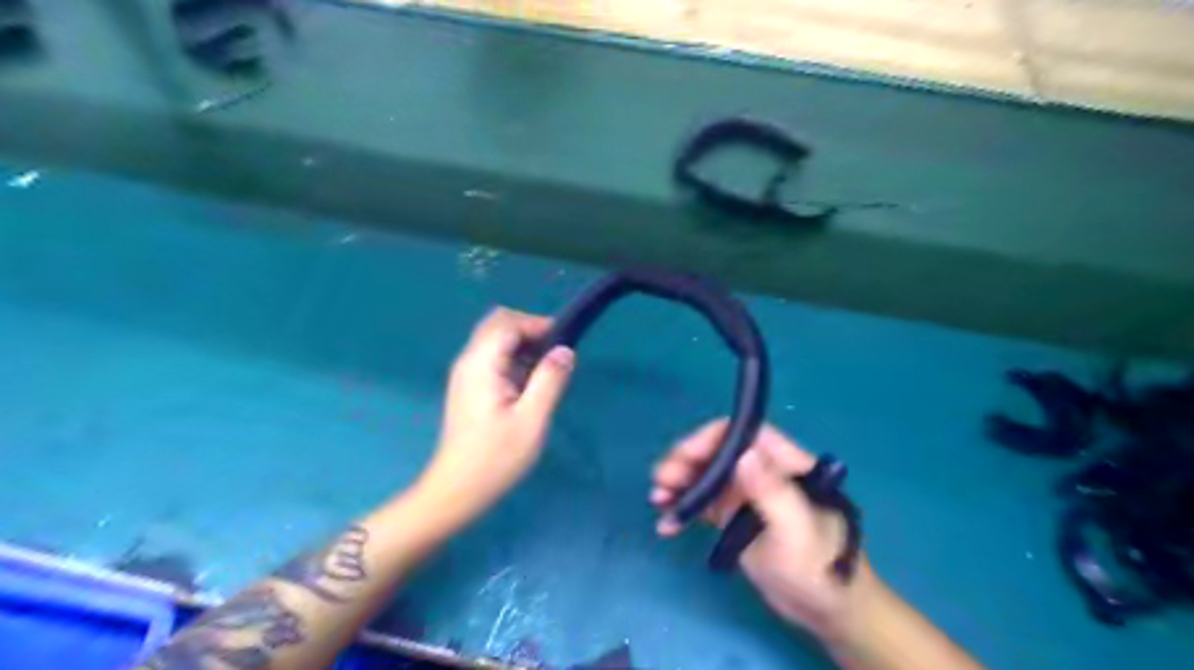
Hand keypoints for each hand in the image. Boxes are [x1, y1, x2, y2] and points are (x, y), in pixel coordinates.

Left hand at [415, 308, 574, 523]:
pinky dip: (514, 360)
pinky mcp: (469, 387)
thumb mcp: (532, 419)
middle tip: (555, 356)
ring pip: (495, 340)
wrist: (458, 490)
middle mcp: (469, 361)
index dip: (537, 324)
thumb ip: (550, 380)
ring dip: (523, 346)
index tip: (563, 344)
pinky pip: (493, 358)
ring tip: (546, 373)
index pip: (508, 323)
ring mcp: (466, 374)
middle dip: (529, 331)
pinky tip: (528, 386)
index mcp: (481, 363)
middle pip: (498, 324)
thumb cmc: (496, 457)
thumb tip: (565, 350)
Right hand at [653, 421, 873, 639]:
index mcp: (784, 464)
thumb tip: (743, 453)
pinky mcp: (733, 517)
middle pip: (717, 453)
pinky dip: (683, 509)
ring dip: (678, 483)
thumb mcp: (796, 531)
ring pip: (705, 476)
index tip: (685, 455)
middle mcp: (761, 471)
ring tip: (657, 499)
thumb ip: (772, 492)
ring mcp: (745, 494)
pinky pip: (703, 504)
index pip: (744, 433)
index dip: (711, 438)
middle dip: (686, 462)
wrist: (827, 611)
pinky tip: (667, 524)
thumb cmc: (819, 568)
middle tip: (660, 481)